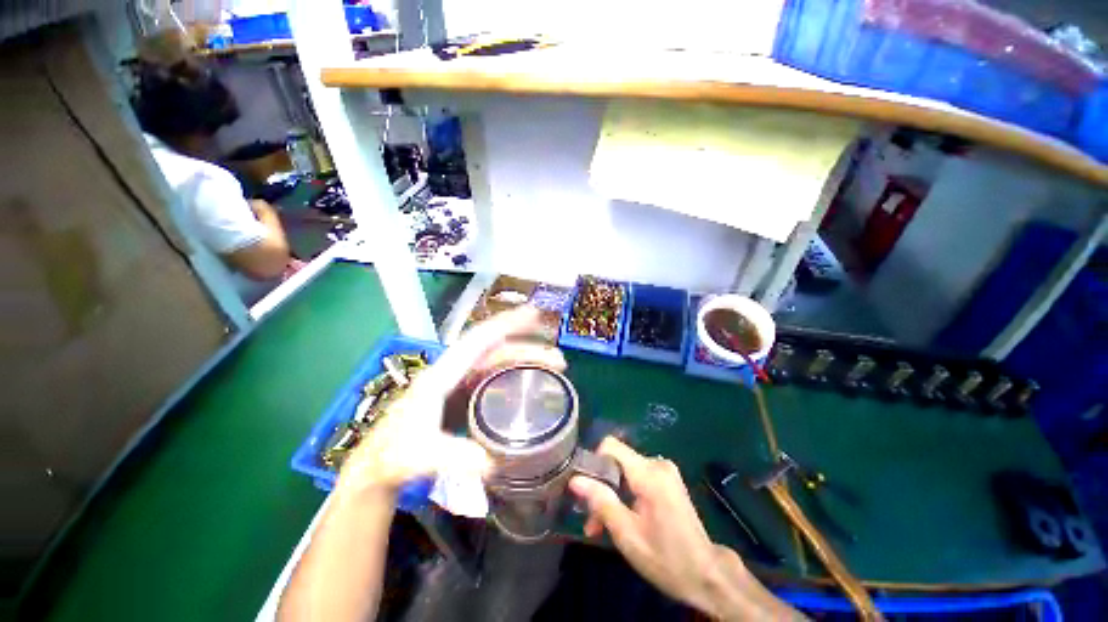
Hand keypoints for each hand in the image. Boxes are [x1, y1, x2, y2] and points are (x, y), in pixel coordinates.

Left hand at [336, 306, 565, 498]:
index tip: (533, 315)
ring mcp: (461, 382)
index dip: (506, 325)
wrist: (379, 464)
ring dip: (526, 358)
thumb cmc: (394, 455)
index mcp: (442, 375)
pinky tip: (530, 380)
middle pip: (496, 350)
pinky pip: (495, 374)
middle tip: (557, 357)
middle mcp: (454, 371)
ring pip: (498, 361)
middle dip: (527, 347)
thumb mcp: (419, 456)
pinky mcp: (465, 393)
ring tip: (553, 366)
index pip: (478, 341)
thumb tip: (493, 462)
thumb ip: (452, 456)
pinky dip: (516, 371)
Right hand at [569, 438, 740, 614]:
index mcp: (649, 473)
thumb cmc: (666, 558)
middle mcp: (657, 464)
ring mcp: (665, 471)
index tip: (585, 488)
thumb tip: (574, 479)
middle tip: (591, 521)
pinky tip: (620, 519)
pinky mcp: (668, 481)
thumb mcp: (627, 533)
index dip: (594, 461)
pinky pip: (637, 478)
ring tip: (601, 526)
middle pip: (617, 462)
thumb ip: (600, 501)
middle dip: (601, 487)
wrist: (707, 575)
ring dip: (611, 495)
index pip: (611, 445)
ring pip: (625, 472)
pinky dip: (625, 495)